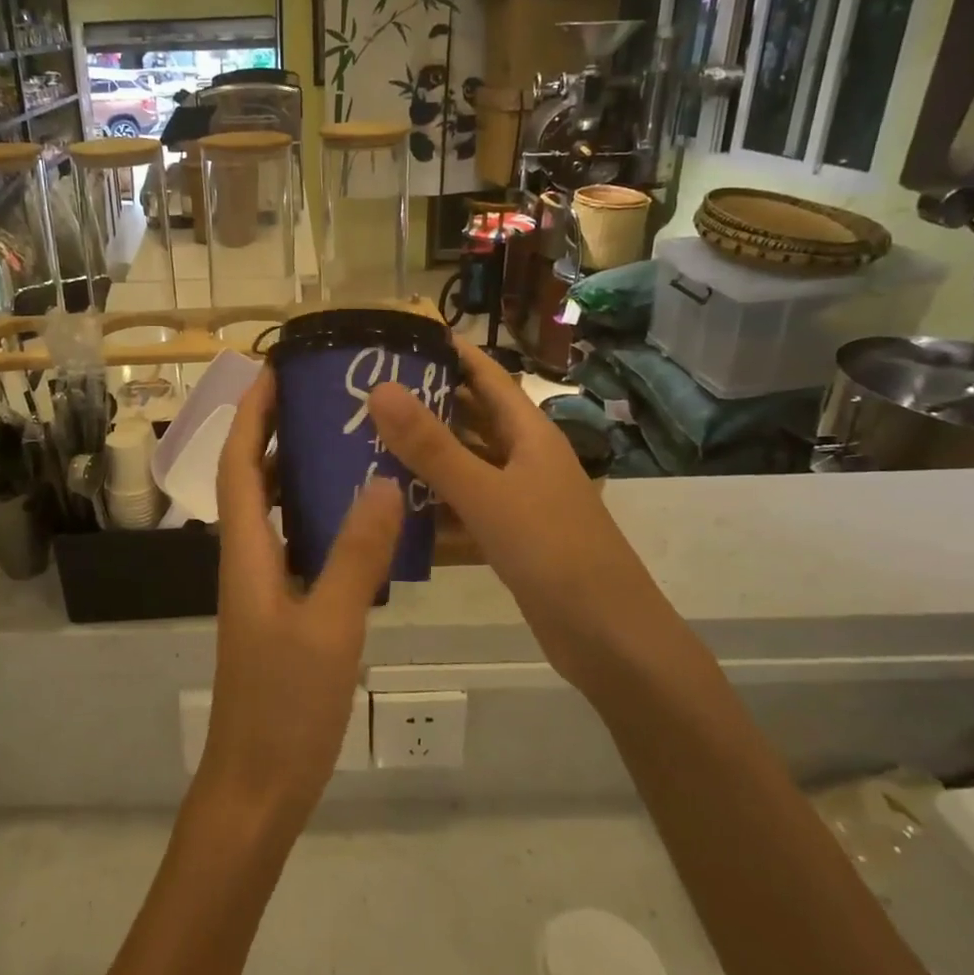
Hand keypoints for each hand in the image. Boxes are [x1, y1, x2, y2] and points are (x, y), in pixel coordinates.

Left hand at [199, 371, 403, 837]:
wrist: (258, 785)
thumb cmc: (285, 706)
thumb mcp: (329, 626)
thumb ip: (355, 555)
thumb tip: (382, 480)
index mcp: (246, 551)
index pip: (238, 462)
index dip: (251, 413)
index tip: (274, 369)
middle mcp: (247, 558)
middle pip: (253, 477)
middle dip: (275, 429)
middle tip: (322, 395)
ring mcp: (263, 585)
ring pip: (276, 510)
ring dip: (298, 470)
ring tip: (346, 439)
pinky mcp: (282, 609)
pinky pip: (297, 542)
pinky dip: (319, 516)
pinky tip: (361, 516)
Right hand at [368, 339, 634, 688]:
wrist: (609, 638)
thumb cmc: (553, 552)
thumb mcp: (487, 494)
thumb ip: (432, 446)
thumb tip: (380, 388)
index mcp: (529, 433)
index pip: (486, 375)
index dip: (450, 351)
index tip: (400, 336)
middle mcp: (524, 458)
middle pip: (470, 418)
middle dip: (424, 403)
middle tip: (364, 392)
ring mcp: (518, 499)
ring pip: (463, 465)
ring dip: (423, 456)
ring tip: (365, 443)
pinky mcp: (510, 537)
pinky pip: (463, 507)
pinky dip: (433, 504)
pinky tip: (393, 506)